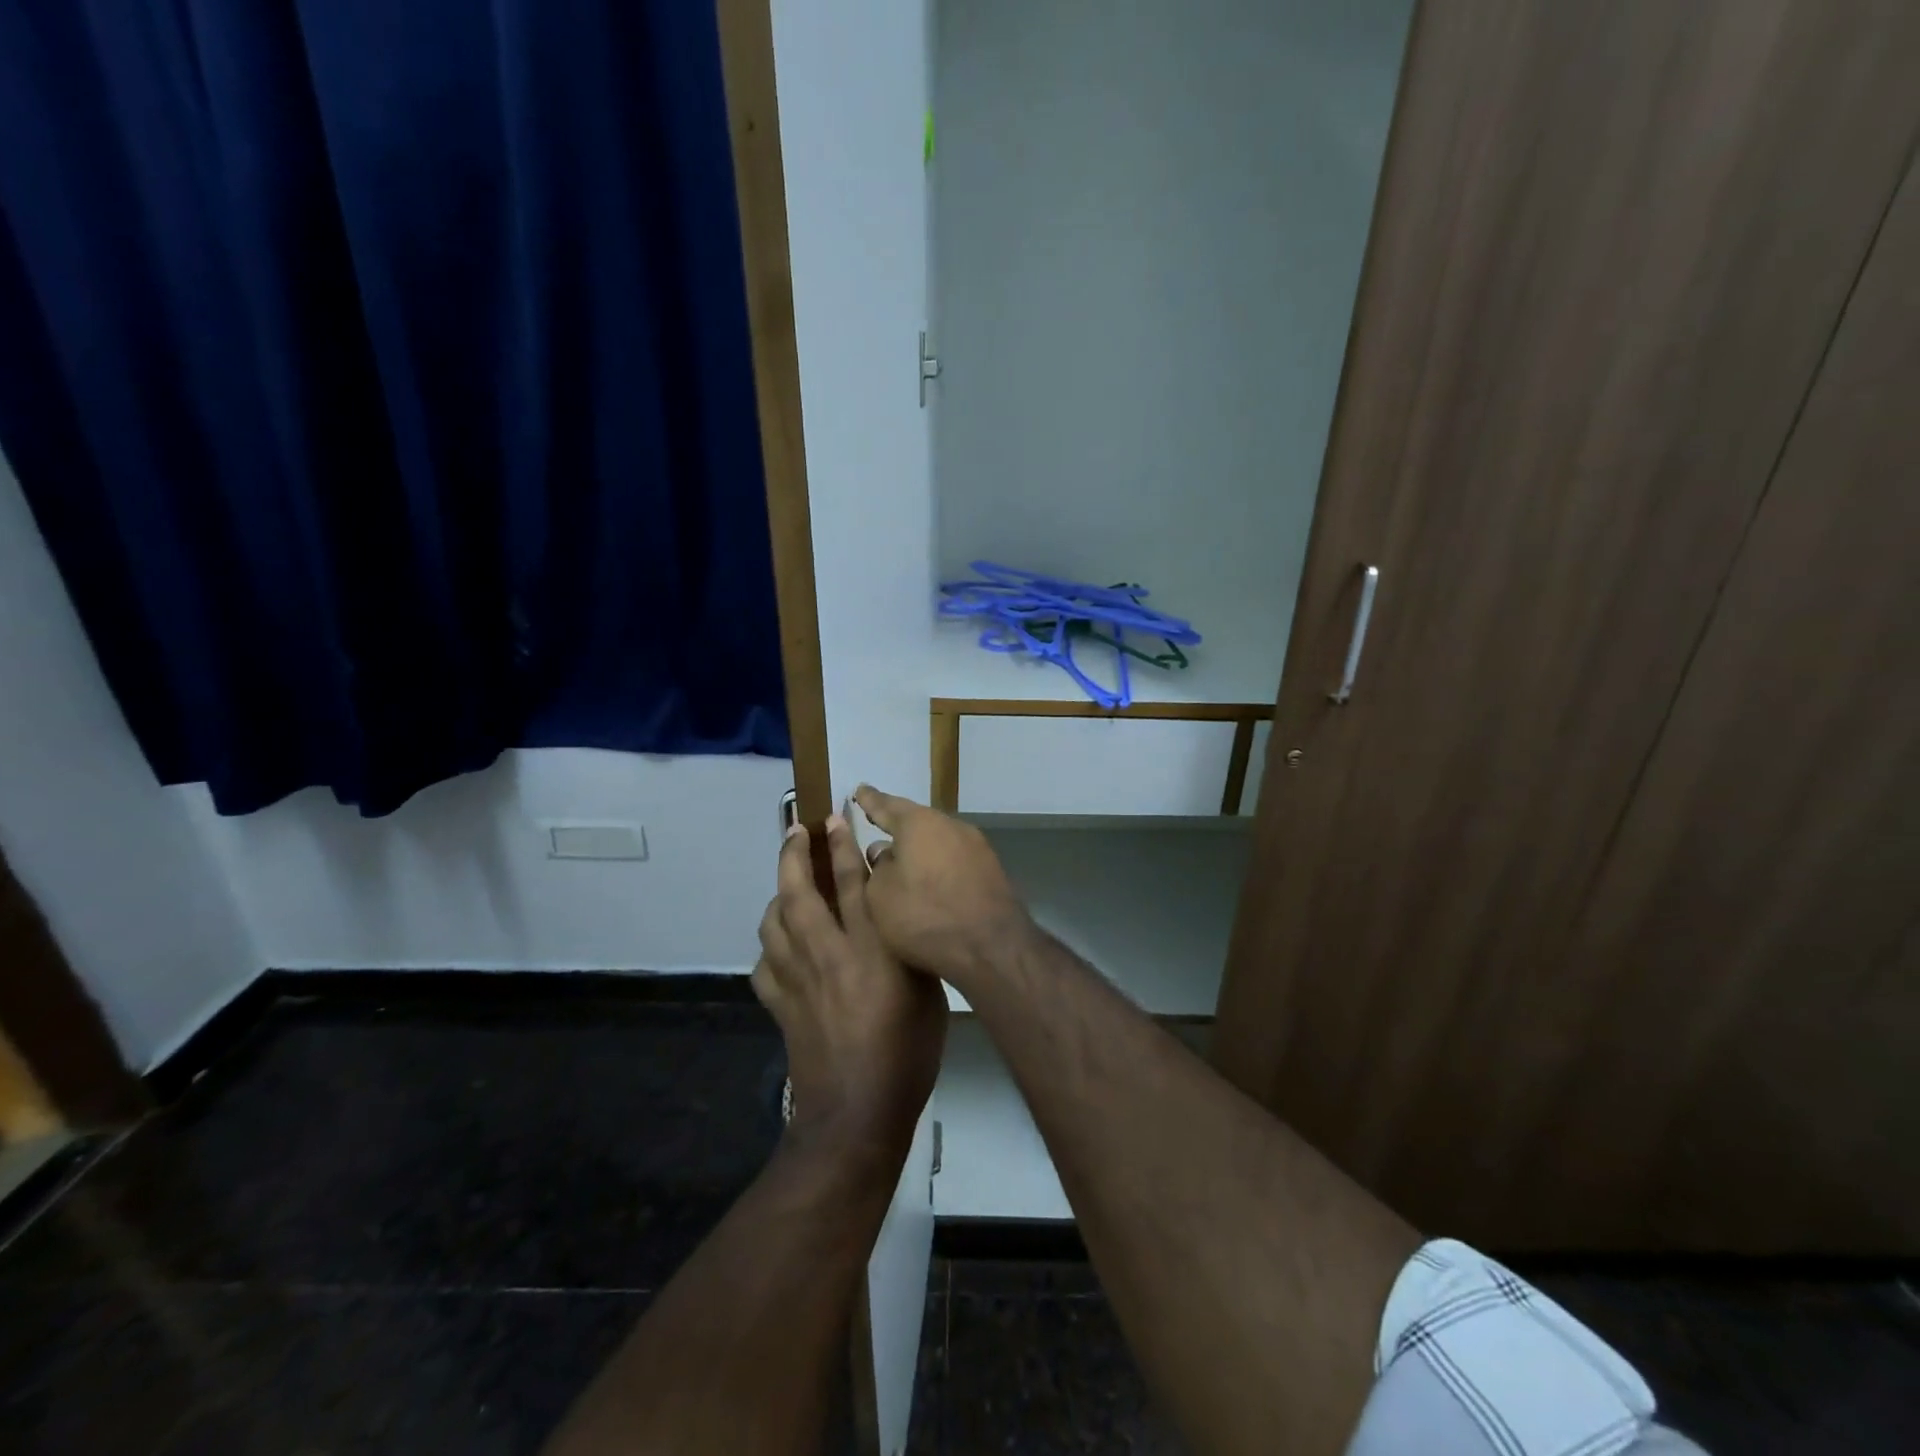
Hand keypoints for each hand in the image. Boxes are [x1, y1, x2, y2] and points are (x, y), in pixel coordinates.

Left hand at [753, 814, 946, 1163]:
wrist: (857, 1115)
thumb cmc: (907, 1055)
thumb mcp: (929, 996)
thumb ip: (912, 952)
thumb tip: (899, 919)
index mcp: (869, 949)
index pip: (852, 883)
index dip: (842, 846)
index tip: (835, 819)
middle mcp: (827, 954)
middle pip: (801, 893)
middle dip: (795, 855)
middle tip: (796, 831)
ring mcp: (798, 981)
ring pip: (774, 923)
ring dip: (778, 895)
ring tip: (787, 883)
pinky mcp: (781, 1007)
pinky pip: (764, 965)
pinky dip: (769, 947)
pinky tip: (778, 945)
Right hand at [852, 785, 1035, 989]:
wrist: (992, 945)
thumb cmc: (925, 916)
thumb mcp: (880, 895)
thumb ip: (877, 867)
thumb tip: (884, 852)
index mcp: (918, 823)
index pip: (885, 806)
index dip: (869, 801)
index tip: (859, 790)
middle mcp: (950, 825)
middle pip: (916, 821)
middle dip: (896, 824)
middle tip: (877, 823)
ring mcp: (976, 846)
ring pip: (937, 840)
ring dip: (919, 848)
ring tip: (901, 857)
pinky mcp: (991, 869)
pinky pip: (954, 859)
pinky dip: (938, 864)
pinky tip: (930, 879)